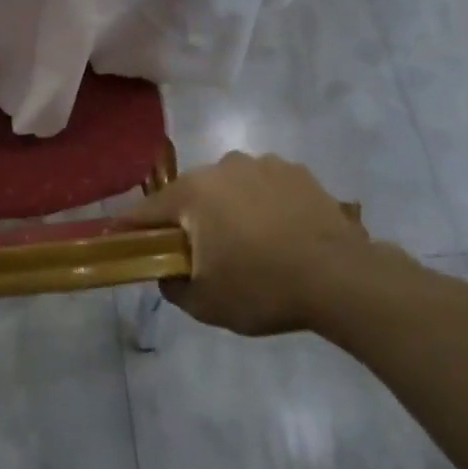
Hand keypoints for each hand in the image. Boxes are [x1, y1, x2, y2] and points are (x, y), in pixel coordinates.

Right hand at [129, 153, 416, 335]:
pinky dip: (264, 204)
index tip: (124, 243)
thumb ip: (172, 286)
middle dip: (189, 220)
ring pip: (229, 188)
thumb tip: (167, 272)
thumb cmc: (263, 288)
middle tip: (202, 253)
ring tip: (250, 244)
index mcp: (192, 194)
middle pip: (190, 195)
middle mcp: (221, 167)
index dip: (131, 229)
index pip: (145, 211)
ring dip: (229, 209)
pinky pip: (265, 187)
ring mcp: (261, 164)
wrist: (343, 278)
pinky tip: (281, 233)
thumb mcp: (206, 303)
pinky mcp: (296, 171)